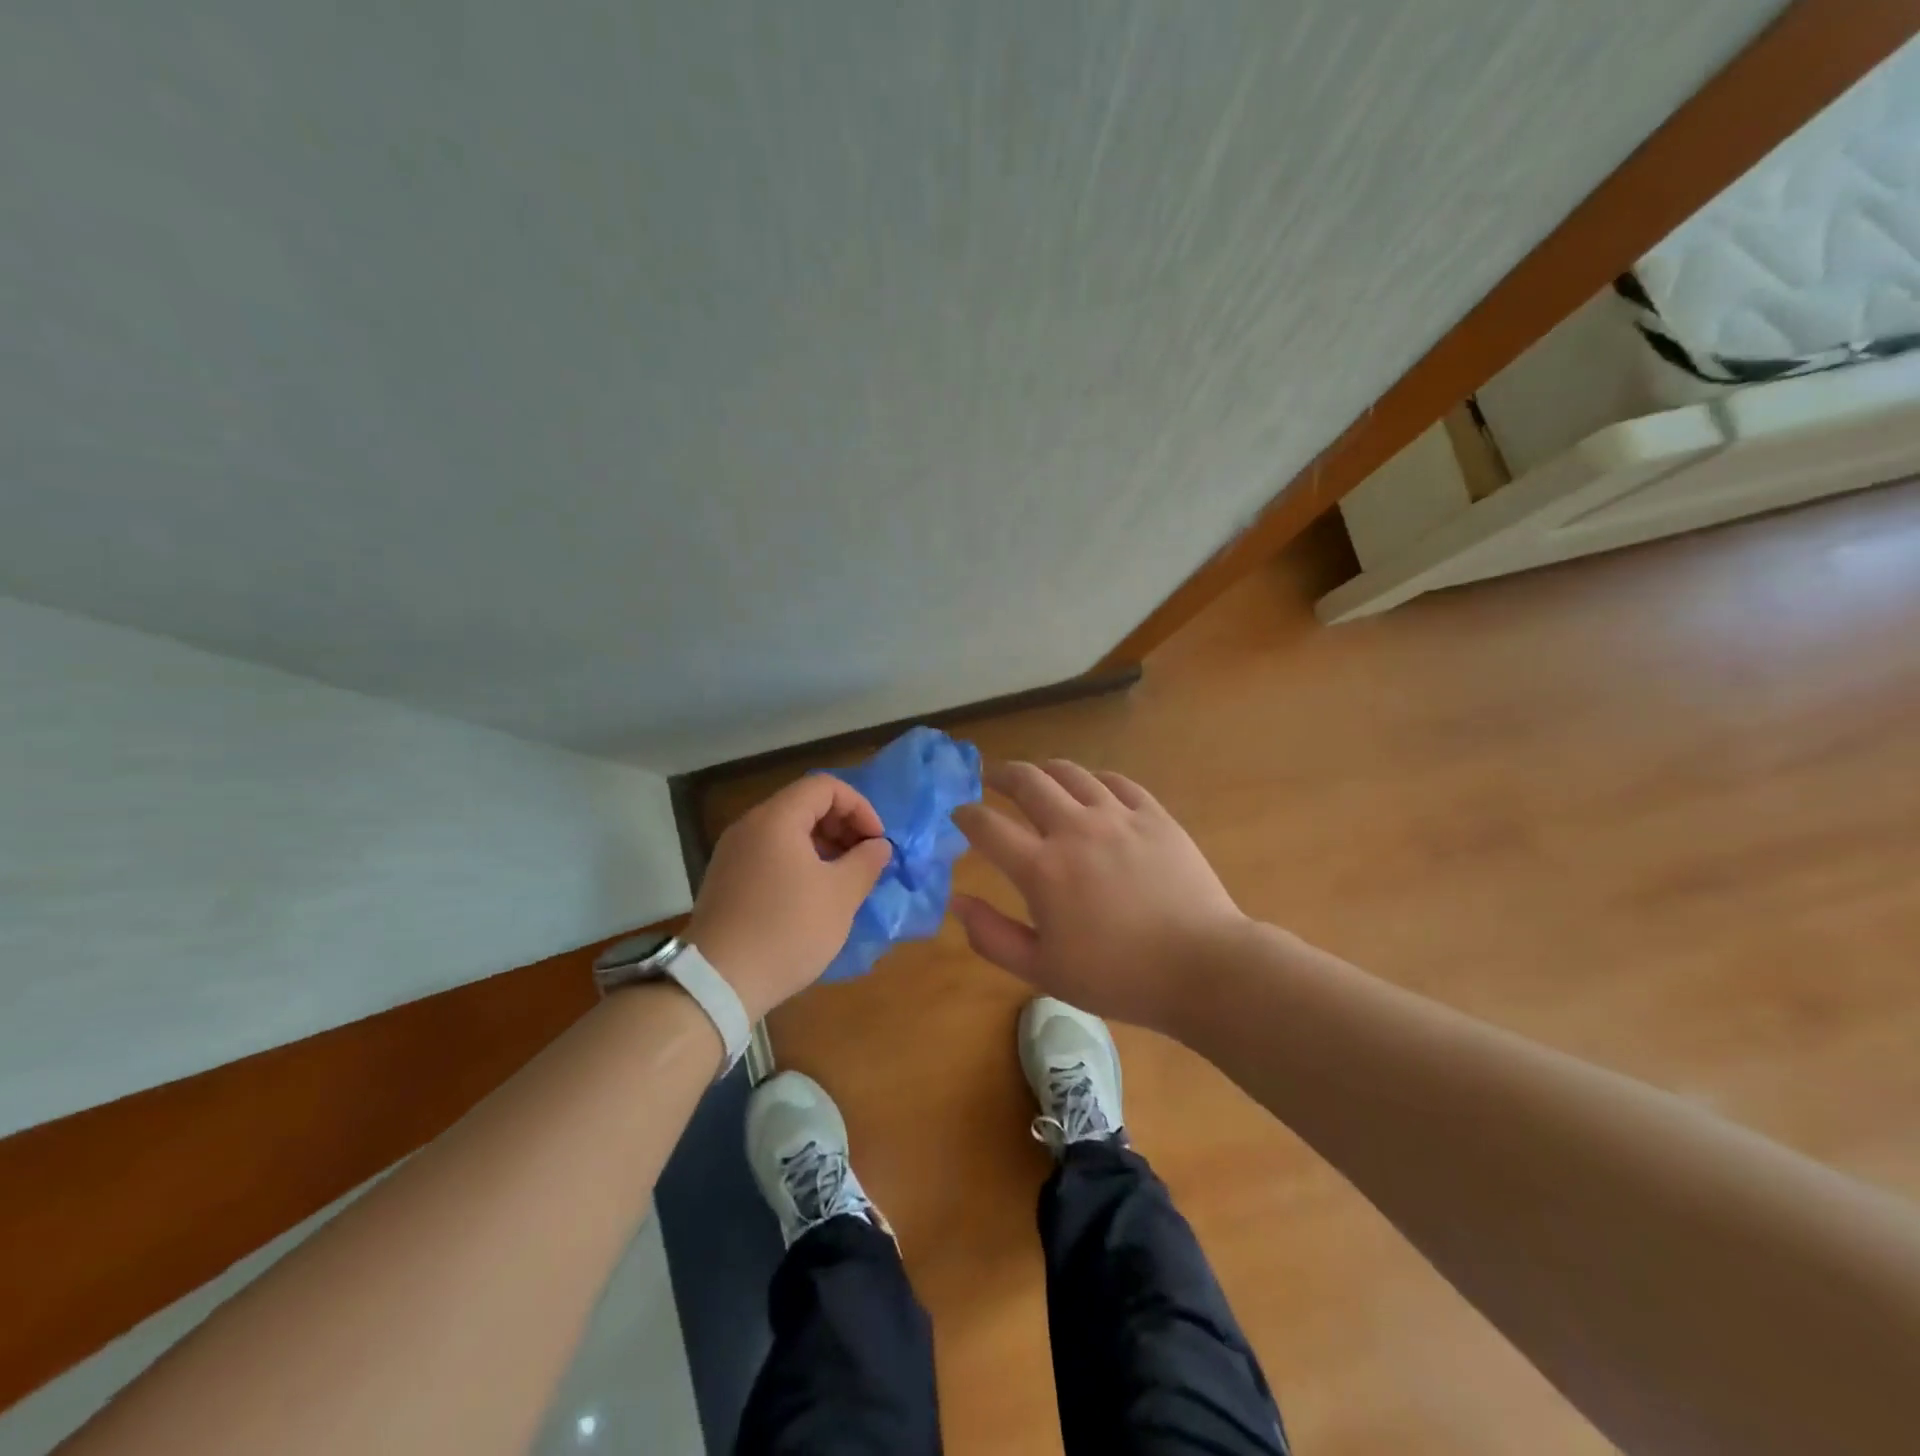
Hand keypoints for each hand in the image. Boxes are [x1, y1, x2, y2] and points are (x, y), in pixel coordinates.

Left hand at [687, 775, 892, 1020]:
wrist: (718, 982)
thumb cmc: (787, 930)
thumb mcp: (840, 896)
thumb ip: (866, 862)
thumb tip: (878, 846)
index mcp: (776, 819)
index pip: (825, 786)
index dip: (859, 807)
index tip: (876, 841)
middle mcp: (750, 826)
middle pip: (804, 804)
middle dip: (842, 825)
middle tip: (865, 859)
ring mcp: (733, 853)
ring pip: (787, 831)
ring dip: (823, 845)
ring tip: (844, 880)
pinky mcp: (726, 880)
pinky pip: (770, 854)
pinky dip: (799, 861)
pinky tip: (813, 896)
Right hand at [951, 760, 1248, 1033]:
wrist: (1202, 967)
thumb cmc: (1117, 977)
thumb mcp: (1042, 971)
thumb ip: (991, 936)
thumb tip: (956, 901)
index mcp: (1042, 869)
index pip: (987, 826)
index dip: (965, 815)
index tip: (958, 814)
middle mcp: (1074, 829)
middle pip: (1026, 781)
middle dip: (999, 774)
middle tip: (989, 777)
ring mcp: (1117, 816)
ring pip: (1069, 773)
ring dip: (1043, 770)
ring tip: (1035, 776)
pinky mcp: (1154, 815)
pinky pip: (1115, 781)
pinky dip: (1092, 779)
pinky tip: (1089, 787)